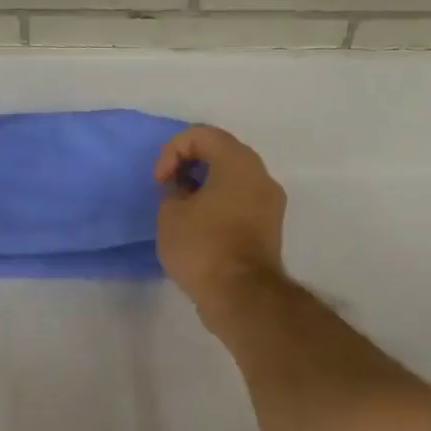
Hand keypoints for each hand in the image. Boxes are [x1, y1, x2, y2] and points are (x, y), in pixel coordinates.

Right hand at [153, 125, 286, 310]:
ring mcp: (270, 203)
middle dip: (189, 165)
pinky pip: (240, 201)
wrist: (241, 296)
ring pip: (232, 178)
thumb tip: (184, 191)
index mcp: (239, 162)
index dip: (172, 151)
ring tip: (181, 209)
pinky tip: (198, 226)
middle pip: (221, 153)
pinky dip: (218, 203)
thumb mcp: (170, 213)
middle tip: (168, 188)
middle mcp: (261, 175)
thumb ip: (173, 190)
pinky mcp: (269, 228)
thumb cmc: (202, 246)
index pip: (202, 135)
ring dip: (204, 186)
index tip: (160, 181)